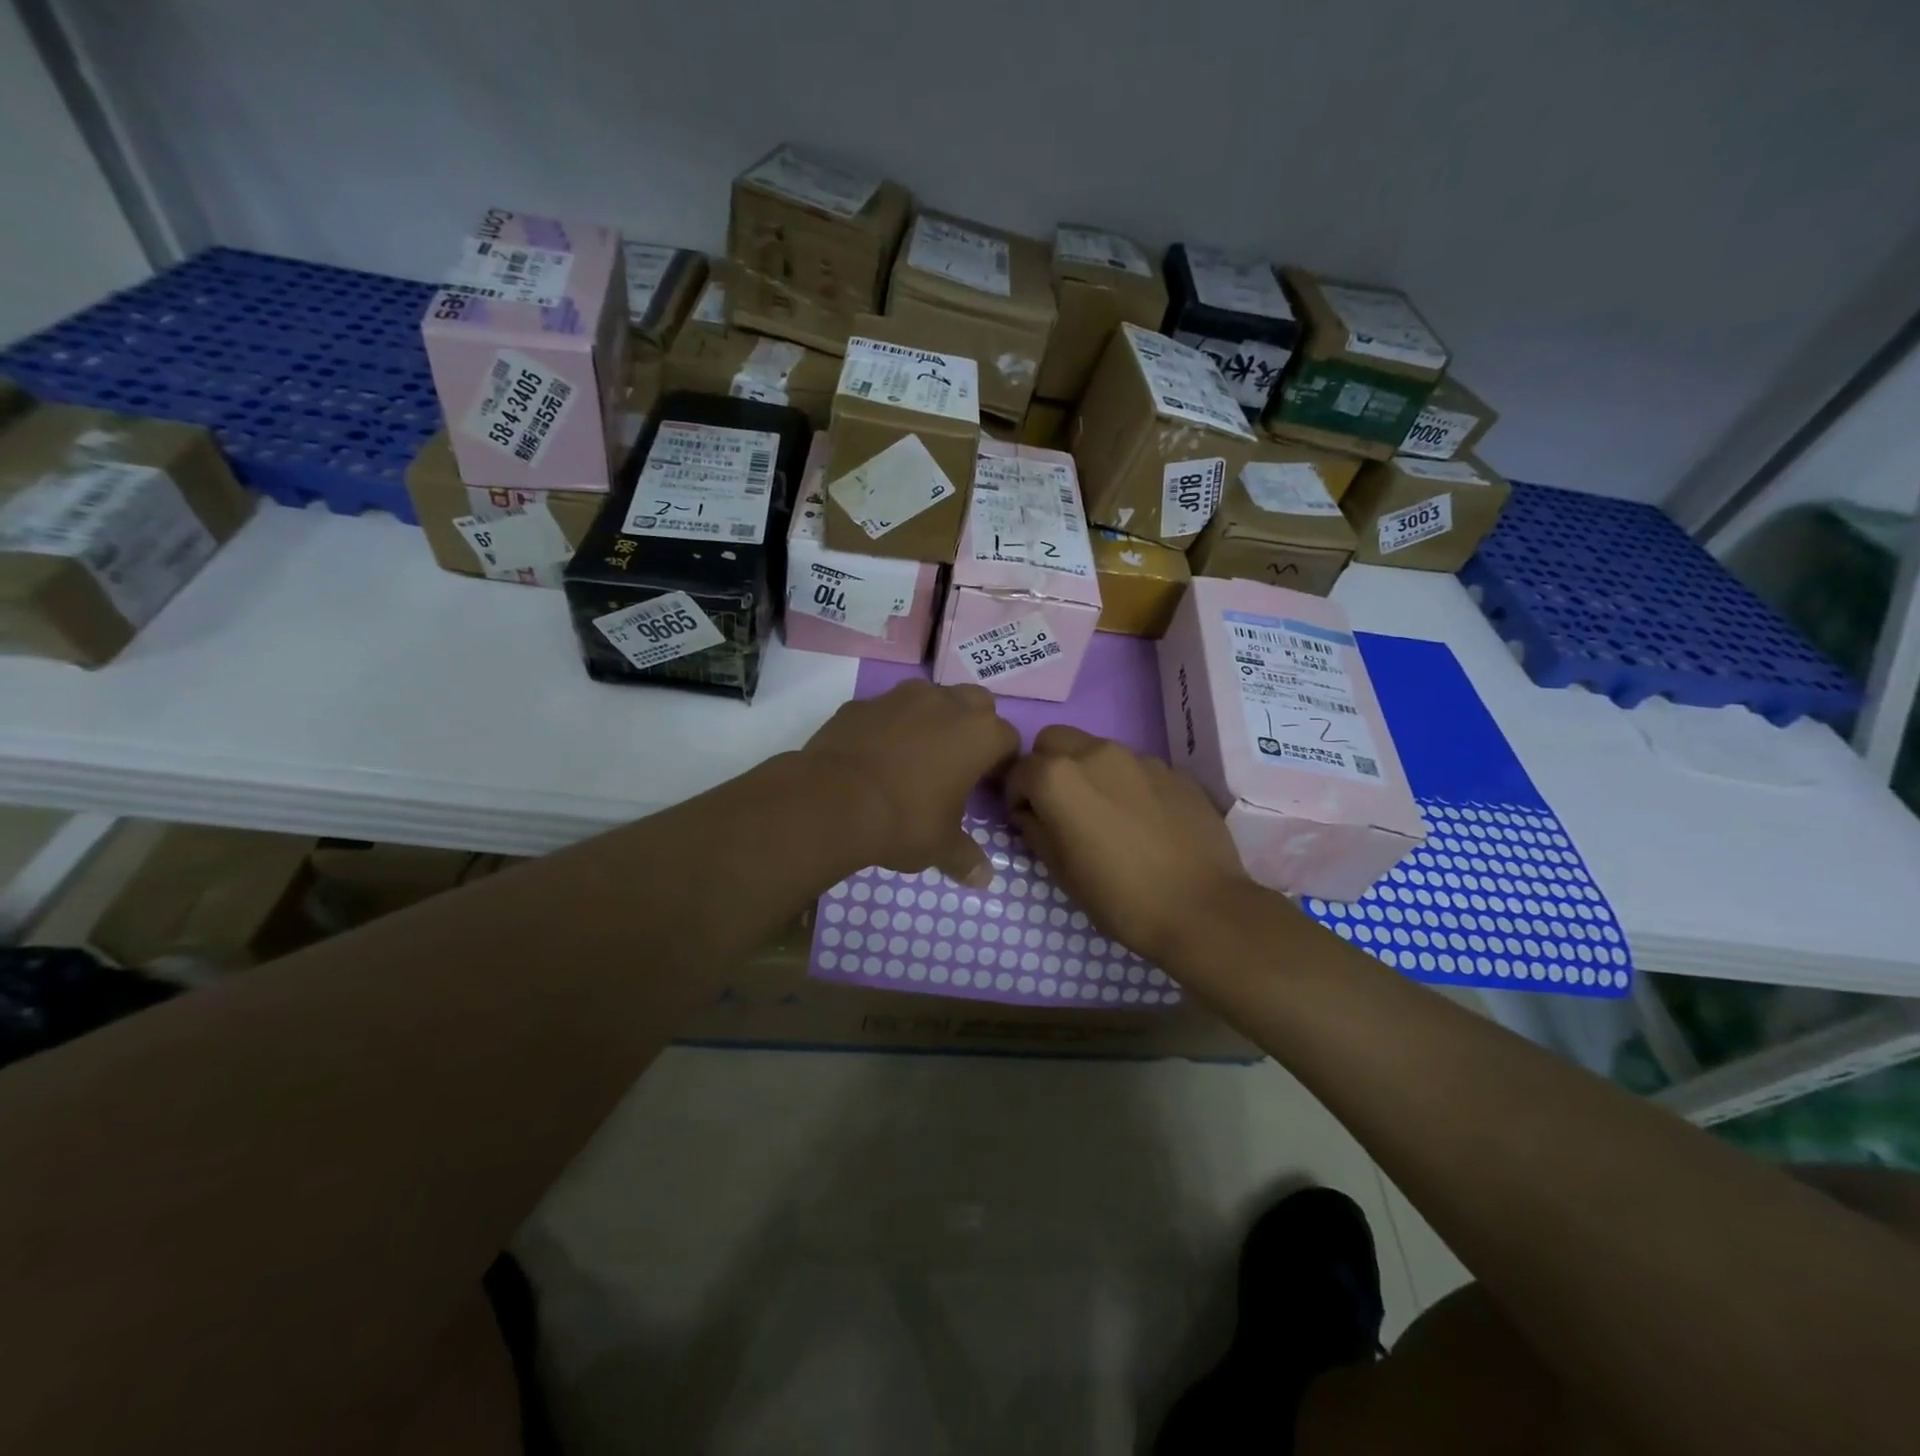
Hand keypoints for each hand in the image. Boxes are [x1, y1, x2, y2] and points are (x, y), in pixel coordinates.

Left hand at [803, 681, 1018, 886]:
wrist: (832, 801)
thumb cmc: (904, 821)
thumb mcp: (941, 846)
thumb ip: (966, 857)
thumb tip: (984, 879)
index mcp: (980, 734)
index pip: (1009, 739)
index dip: (1001, 764)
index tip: (987, 787)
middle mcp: (947, 704)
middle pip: (977, 703)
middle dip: (974, 726)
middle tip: (958, 762)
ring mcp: (902, 697)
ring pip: (931, 697)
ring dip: (932, 718)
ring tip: (916, 755)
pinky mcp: (863, 702)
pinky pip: (887, 710)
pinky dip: (889, 726)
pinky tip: (876, 756)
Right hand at [1005, 726, 1250, 964]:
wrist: (1201, 908)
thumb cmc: (1119, 897)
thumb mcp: (1061, 872)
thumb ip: (1035, 831)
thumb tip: (1029, 814)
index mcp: (1059, 777)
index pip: (1019, 770)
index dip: (1016, 795)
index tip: (1025, 820)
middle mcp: (1096, 753)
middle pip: (1054, 740)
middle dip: (1046, 765)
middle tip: (1057, 805)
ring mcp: (1139, 758)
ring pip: (1096, 749)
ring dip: (1086, 771)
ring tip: (1103, 813)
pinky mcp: (1173, 771)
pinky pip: (1135, 767)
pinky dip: (1125, 783)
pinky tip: (1140, 820)